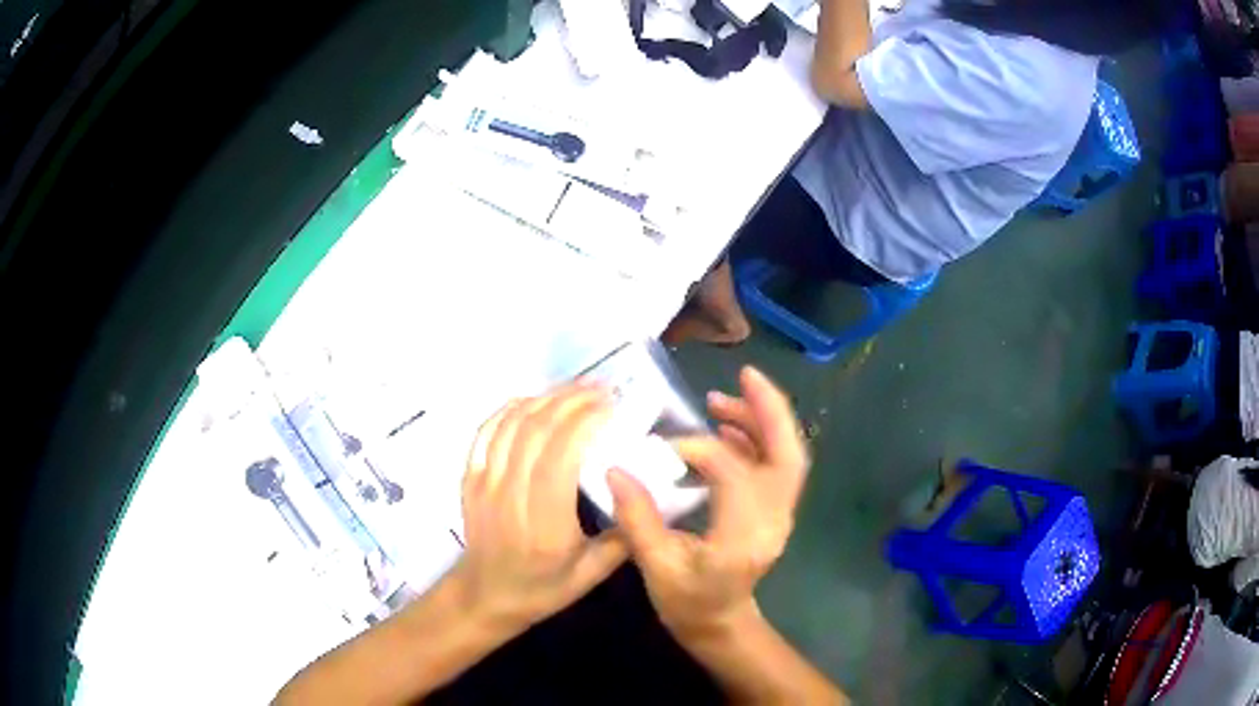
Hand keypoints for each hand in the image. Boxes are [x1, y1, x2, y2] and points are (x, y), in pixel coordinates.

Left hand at [451, 382, 628, 634]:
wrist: (485, 596)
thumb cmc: (541, 588)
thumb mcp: (591, 575)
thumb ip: (623, 538)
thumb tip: (647, 495)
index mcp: (545, 523)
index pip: (560, 456)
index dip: (583, 421)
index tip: (609, 405)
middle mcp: (511, 497)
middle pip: (535, 431)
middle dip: (569, 400)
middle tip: (599, 389)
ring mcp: (484, 485)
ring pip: (510, 426)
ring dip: (543, 399)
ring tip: (571, 389)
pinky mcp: (470, 479)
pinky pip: (485, 433)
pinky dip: (507, 410)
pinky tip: (529, 400)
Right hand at [608, 366, 808, 639]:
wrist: (721, 625)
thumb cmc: (689, 603)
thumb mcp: (656, 567)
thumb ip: (638, 518)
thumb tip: (616, 468)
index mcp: (744, 536)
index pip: (733, 473)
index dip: (697, 449)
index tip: (660, 448)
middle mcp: (773, 520)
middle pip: (788, 455)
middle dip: (770, 410)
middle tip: (745, 375)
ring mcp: (779, 515)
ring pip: (787, 456)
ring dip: (762, 421)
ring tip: (721, 399)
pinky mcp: (773, 511)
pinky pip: (775, 466)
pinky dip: (758, 440)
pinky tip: (728, 428)